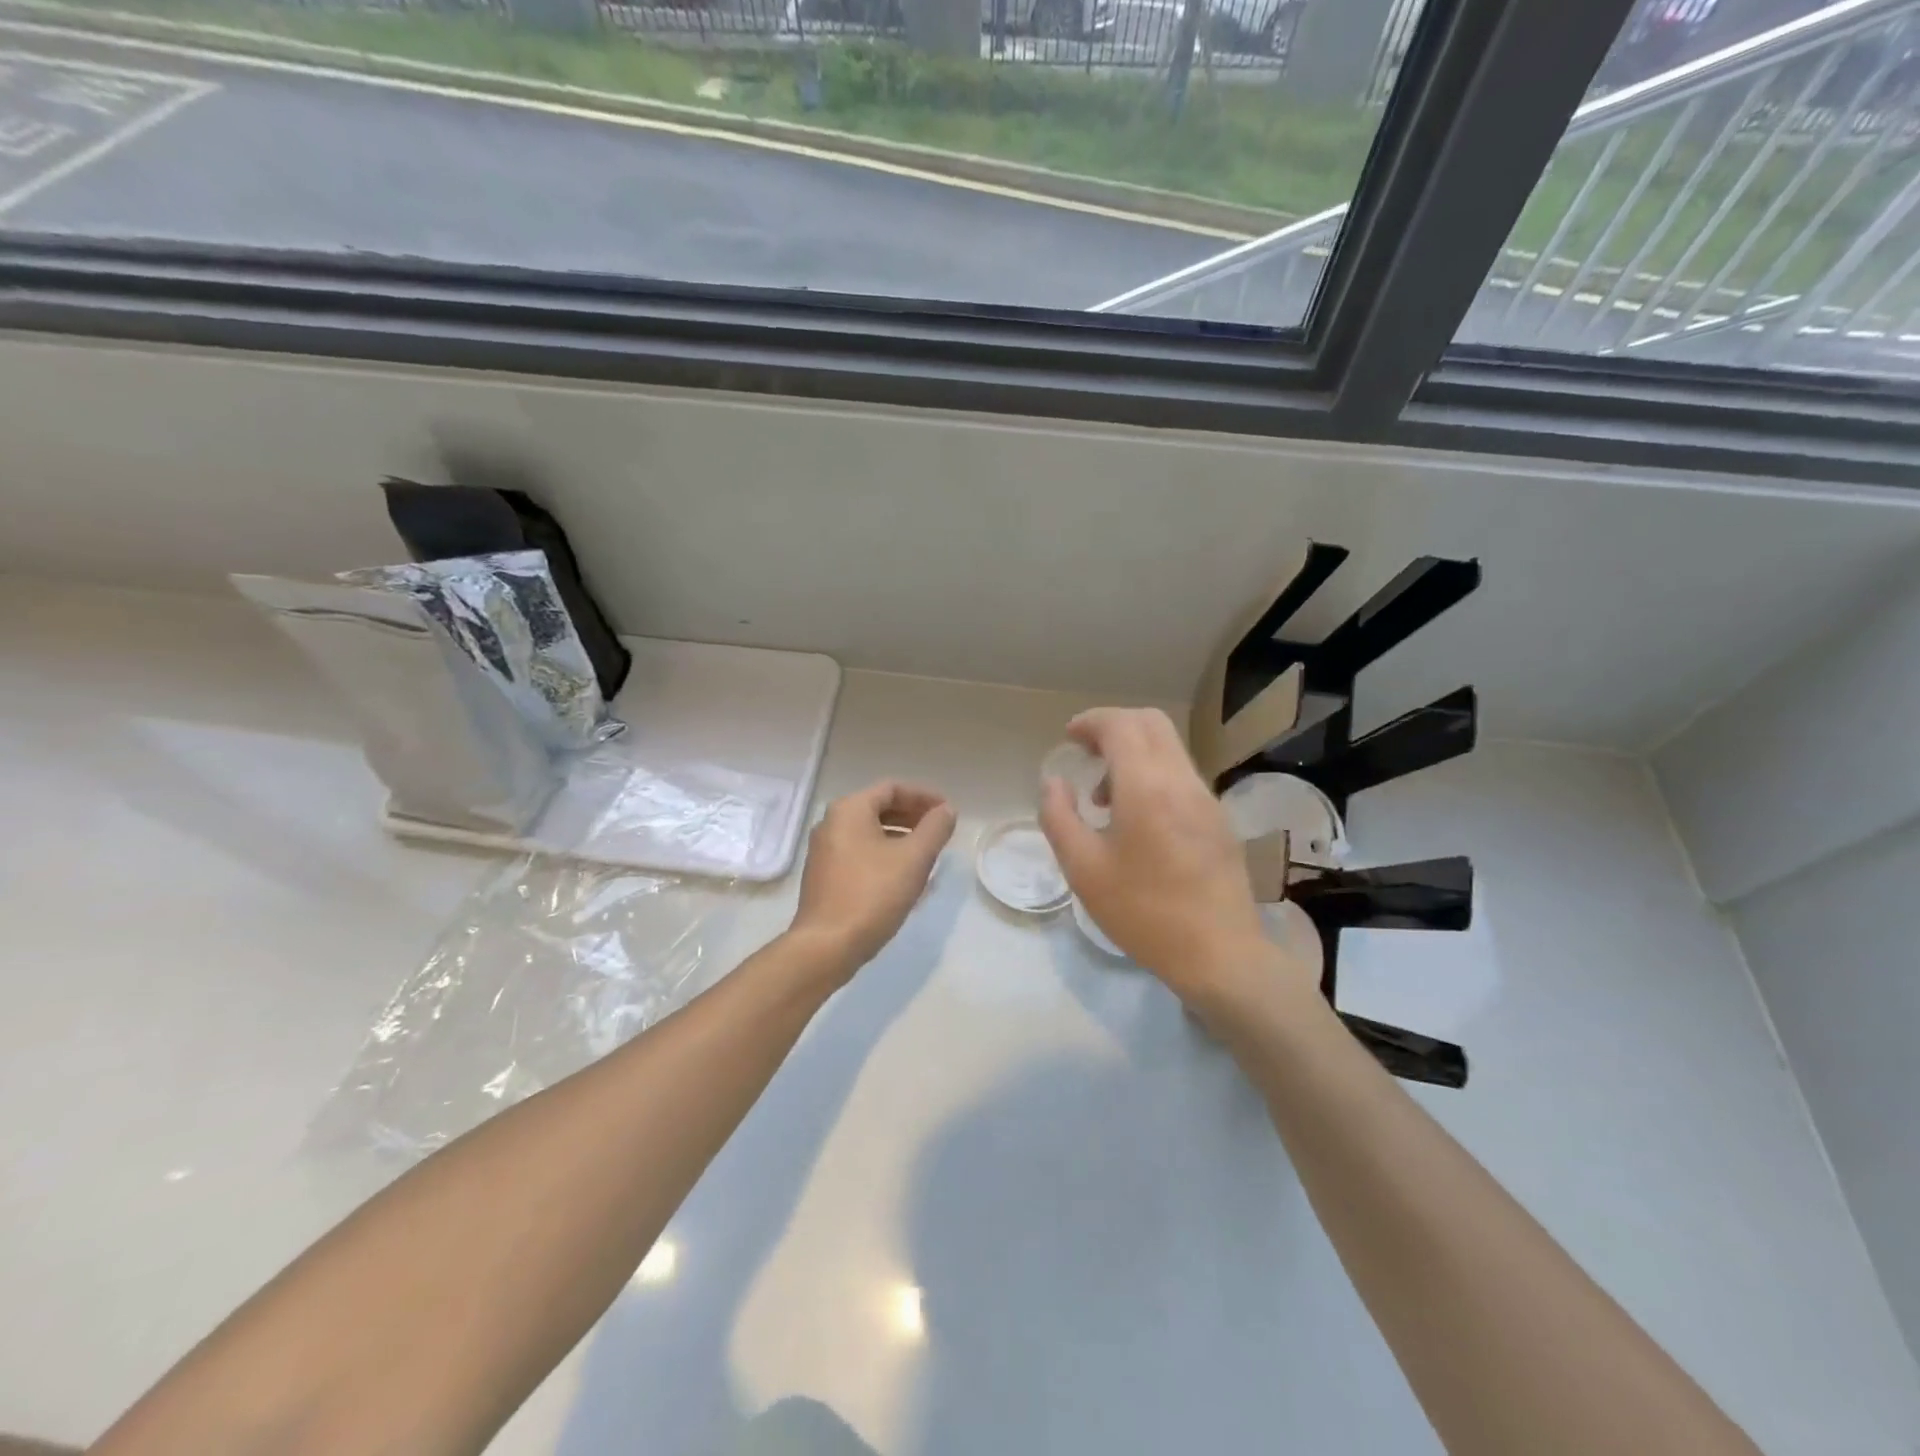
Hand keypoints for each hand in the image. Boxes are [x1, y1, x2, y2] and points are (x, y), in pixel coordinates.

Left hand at [790, 780, 956, 977]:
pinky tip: (903, 875)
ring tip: (927, 853)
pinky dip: (884, 853)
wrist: (826, 945)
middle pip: (879, 807)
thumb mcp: (914, 858)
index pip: (892, 788)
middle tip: (940, 830)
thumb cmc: (873, 894)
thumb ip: (935, 829)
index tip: (948, 811)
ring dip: (900, 836)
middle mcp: (831, 823)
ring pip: (869, 832)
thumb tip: (946, 811)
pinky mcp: (824, 876)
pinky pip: (860, 852)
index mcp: (849, 809)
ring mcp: (824, 851)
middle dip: (912, 815)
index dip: (924, 796)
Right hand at [1039, 708, 1302, 1010]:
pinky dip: (1153, 775)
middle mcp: (1182, 781)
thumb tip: (1054, 783)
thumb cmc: (1143, 913)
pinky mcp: (1219, 820)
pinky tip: (1137, 820)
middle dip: (1114, 727)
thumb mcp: (1083, 870)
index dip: (1091, 722)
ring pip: (1169, 749)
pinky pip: (1182, 776)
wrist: (1220, 954)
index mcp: (1147, 787)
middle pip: (1151, 723)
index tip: (1068, 737)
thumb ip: (1059, 817)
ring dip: (1134, 754)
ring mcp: (1207, 799)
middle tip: (1085, 754)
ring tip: (1104, 798)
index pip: (1121, 725)